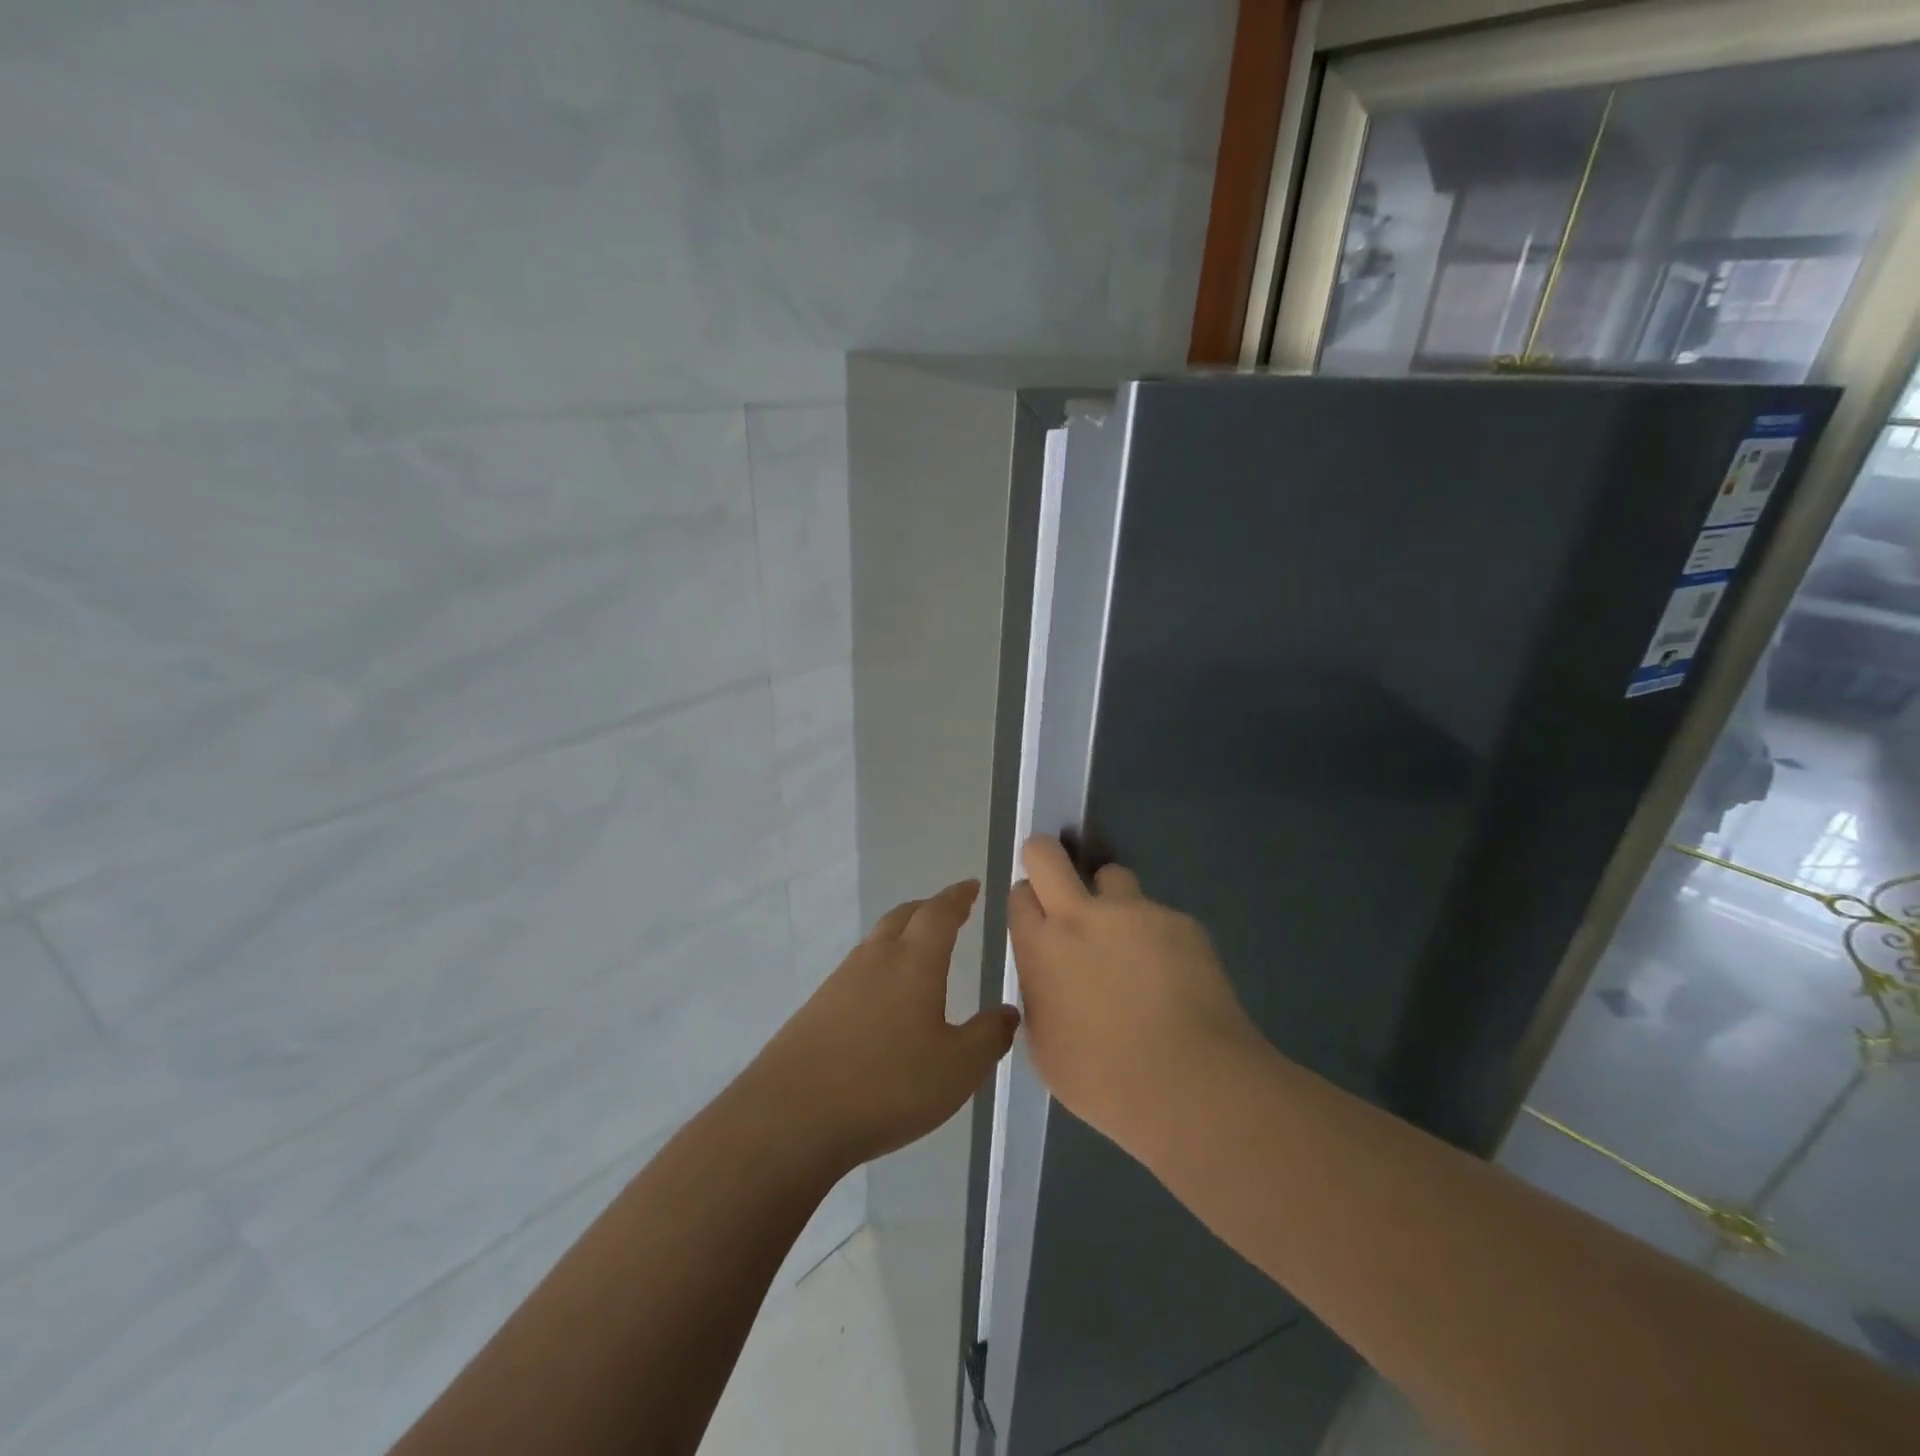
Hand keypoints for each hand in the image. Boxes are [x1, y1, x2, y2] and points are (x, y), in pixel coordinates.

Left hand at [751, 880, 1020, 1171]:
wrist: (793, 1116)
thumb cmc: (887, 1085)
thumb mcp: (957, 1069)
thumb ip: (988, 1037)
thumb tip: (1008, 1011)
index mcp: (913, 962)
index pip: (939, 913)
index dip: (957, 897)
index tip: (970, 886)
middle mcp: (875, 959)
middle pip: (903, 917)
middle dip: (928, 909)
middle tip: (948, 911)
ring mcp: (840, 981)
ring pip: (877, 942)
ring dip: (901, 935)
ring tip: (918, 951)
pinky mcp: (817, 1008)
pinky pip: (857, 971)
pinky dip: (879, 967)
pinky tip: (883, 998)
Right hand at [1008, 836, 1263, 1157]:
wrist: (1190, 1083)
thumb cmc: (1105, 1080)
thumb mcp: (1045, 1048)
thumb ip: (1039, 998)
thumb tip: (1048, 980)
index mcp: (1042, 947)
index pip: (1020, 895)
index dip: (1028, 902)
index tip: (1038, 918)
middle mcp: (1081, 915)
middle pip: (1047, 855)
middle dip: (1045, 856)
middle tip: (1058, 880)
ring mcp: (1135, 912)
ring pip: (1113, 877)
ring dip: (1112, 899)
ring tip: (1130, 942)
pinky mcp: (1180, 922)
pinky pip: (1159, 917)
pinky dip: (1159, 937)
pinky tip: (1174, 979)